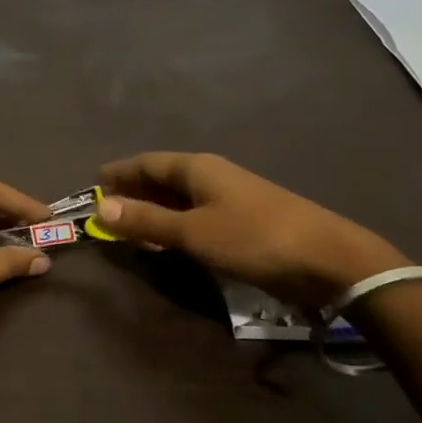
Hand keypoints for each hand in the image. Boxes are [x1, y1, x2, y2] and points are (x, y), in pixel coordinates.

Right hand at [97, 152, 408, 311]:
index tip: (94, 183)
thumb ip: (147, 220)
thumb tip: (100, 207)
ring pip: (180, 199)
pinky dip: (175, 225)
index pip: (148, 162)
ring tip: (128, 228)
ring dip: (154, 211)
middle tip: (105, 211)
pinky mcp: (243, 222)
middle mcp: (212, 176)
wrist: (328, 260)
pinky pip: (197, 216)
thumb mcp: (194, 232)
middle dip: (134, 192)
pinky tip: (168, 241)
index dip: (120, 172)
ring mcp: (230, 198)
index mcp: (198, 168)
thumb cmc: (254, 238)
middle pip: (163, 178)